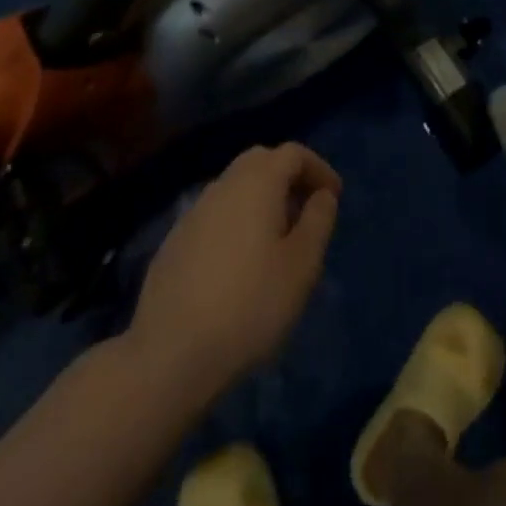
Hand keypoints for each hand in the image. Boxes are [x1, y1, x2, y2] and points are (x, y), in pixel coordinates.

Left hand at [126, 142, 340, 401]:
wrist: (171, 352)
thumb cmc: (251, 304)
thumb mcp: (302, 265)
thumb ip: (318, 221)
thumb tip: (322, 195)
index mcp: (256, 183)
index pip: (293, 153)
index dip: (318, 168)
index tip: (334, 197)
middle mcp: (222, 186)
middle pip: (260, 161)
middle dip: (288, 177)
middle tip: (306, 210)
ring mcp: (193, 212)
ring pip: (235, 187)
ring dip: (261, 199)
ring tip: (278, 238)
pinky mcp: (174, 241)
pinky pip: (215, 214)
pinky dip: (237, 220)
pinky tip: (241, 261)